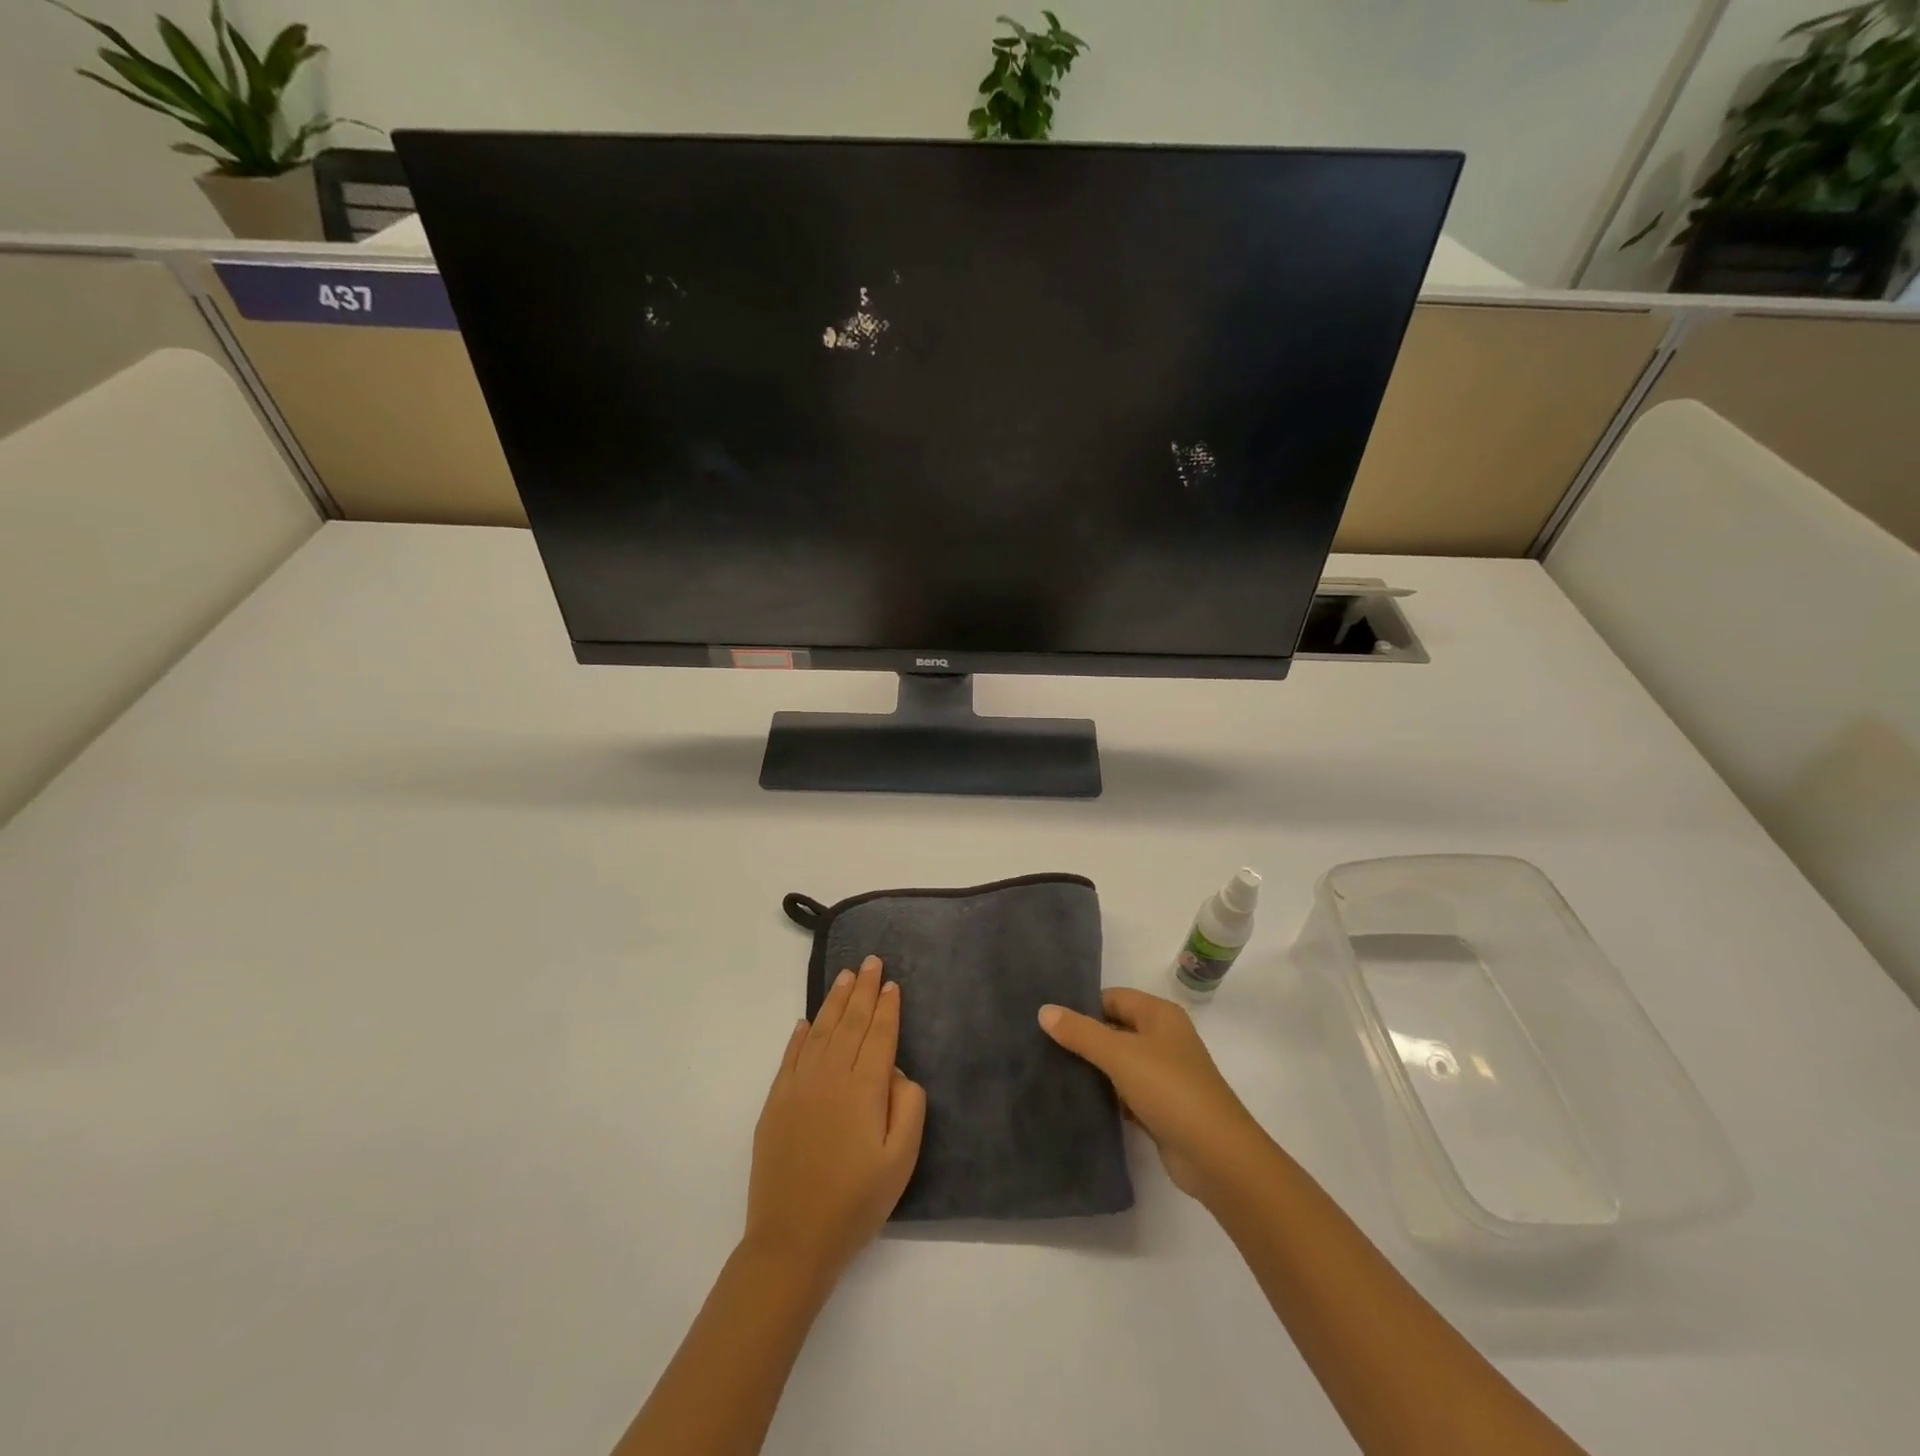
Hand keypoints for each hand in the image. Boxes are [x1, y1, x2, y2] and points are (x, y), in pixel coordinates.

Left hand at [744, 956, 926, 1280]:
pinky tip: (807, 1021)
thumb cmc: (855, 1203)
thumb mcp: (901, 1161)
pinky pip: (791, 1056)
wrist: (792, 1239)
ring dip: (835, 1001)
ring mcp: (798, 1086)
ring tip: (846, 977)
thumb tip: (898, 1073)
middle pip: (850, 1023)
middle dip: (863, 990)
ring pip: (821, 1031)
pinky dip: (801, 1035)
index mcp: (864, 1088)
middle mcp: (830, 1076)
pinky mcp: (775, 1102)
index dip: (887, 1007)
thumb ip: (909, 1108)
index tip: (892, 982)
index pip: (879, 1035)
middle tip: (871, 961)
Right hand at [1039, 988, 1266, 1200]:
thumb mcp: (1120, 1054)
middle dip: (1083, 1038)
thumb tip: (1044, 1010)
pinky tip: (1078, 1103)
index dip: (1082, 1007)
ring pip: (1118, 1062)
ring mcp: (1163, 1074)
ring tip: (1051, 1073)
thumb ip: (1081, 1032)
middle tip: (1042, 1047)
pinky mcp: (1160, 1107)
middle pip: (1114, 1029)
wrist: (1216, 1156)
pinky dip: (1106, 1096)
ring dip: (1092, 1069)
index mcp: (1159, 1015)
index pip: (1112, 997)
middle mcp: (1163, 1038)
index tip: (1048, 1022)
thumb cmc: (1169, 1089)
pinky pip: (1125, 1092)